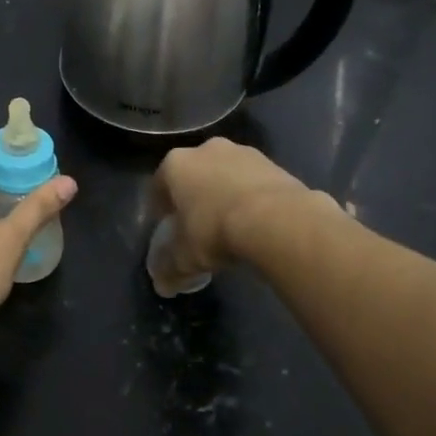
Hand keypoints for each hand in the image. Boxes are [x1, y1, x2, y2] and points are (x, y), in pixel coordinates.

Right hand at [149, 138, 317, 292]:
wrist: (277, 220)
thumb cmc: (215, 230)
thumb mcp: (184, 257)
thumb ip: (169, 268)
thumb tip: (163, 285)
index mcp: (176, 165)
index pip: (158, 185)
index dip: (160, 208)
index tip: (166, 226)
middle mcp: (206, 149)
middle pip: (193, 175)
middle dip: (194, 196)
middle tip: (198, 225)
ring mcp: (243, 152)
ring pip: (225, 175)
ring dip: (224, 194)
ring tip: (230, 225)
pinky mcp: (274, 163)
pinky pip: (253, 182)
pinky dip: (250, 198)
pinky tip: (256, 222)